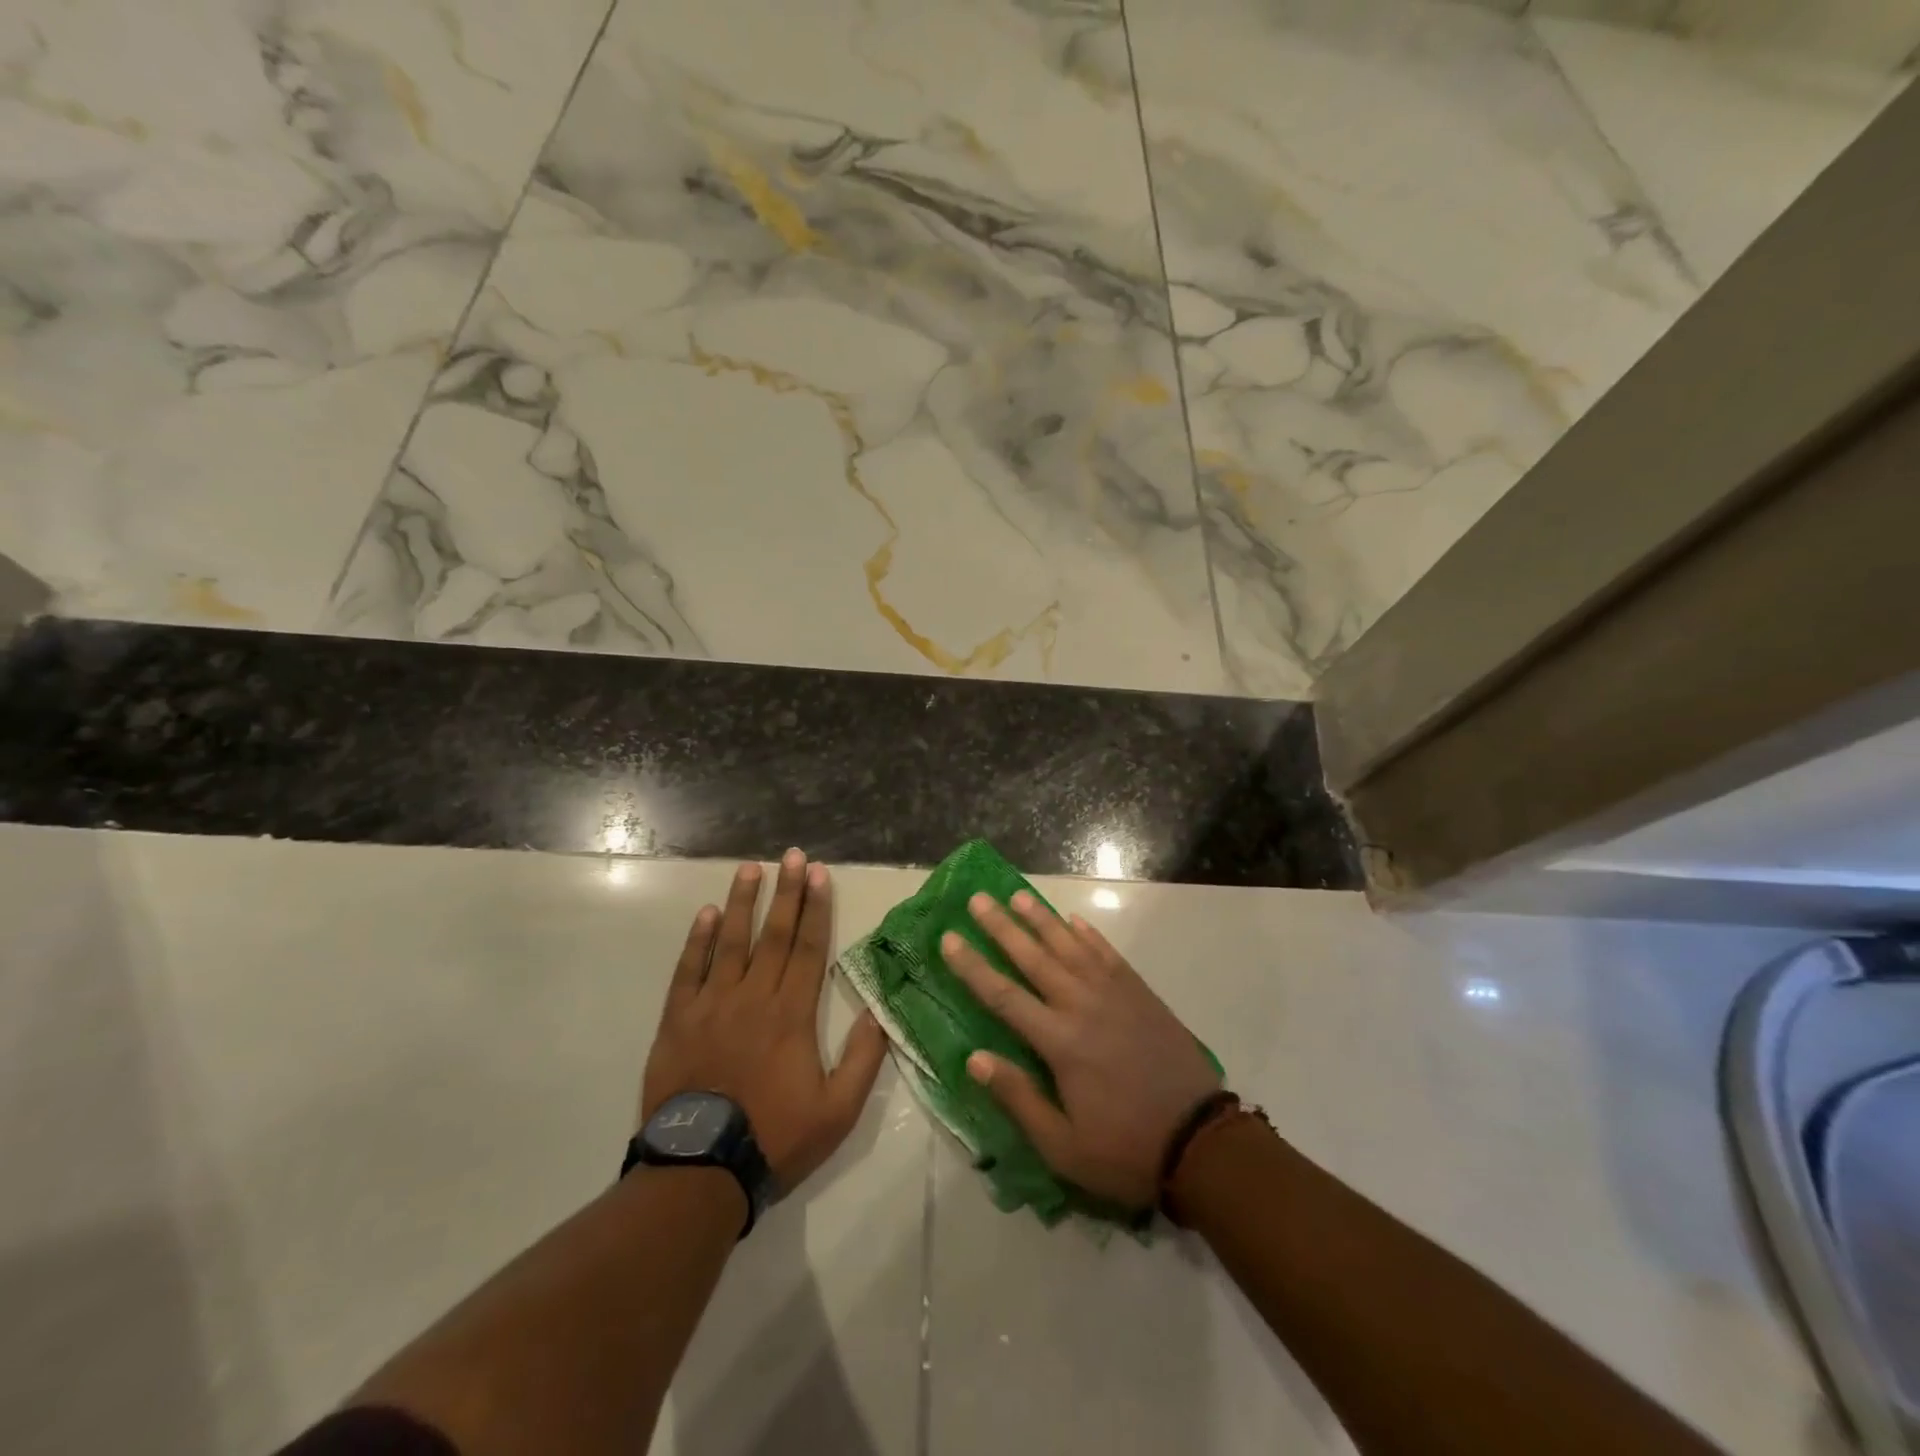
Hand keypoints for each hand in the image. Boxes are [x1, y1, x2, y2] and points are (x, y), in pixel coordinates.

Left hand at [642, 852, 887, 1191]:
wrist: (701, 1171)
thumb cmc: (775, 1137)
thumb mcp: (838, 1110)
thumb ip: (863, 1058)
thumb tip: (880, 1012)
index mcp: (792, 1014)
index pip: (808, 948)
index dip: (815, 908)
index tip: (818, 874)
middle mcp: (753, 997)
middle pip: (774, 934)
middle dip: (786, 892)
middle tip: (792, 855)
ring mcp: (712, 1005)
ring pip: (731, 942)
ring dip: (743, 902)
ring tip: (751, 868)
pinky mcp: (678, 1020)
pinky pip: (688, 970)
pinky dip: (698, 940)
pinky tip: (707, 913)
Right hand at [940, 891, 1221, 1209]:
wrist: (1201, 1141)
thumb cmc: (1125, 1149)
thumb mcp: (1063, 1146)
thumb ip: (1018, 1098)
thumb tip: (974, 1058)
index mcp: (1059, 1042)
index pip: (1003, 996)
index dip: (972, 966)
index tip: (949, 938)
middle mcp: (1082, 1006)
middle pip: (1033, 958)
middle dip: (1002, 927)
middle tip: (978, 899)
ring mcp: (1115, 994)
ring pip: (1070, 946)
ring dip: (1042, 919)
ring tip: (1018, 895)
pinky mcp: (1140, 993)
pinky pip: (1108, 954)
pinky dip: (1089, 934)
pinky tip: (1074, 920)